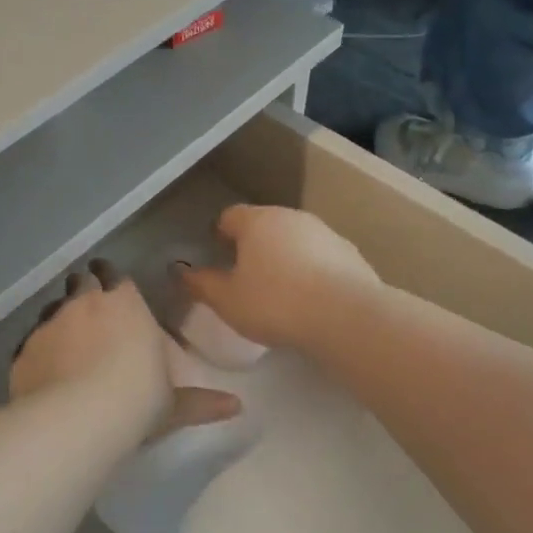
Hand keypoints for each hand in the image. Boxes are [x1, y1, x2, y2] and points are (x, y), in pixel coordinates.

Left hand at [12, 261, 241, 438]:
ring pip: (53, 308)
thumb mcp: (173, 404)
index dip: (112, 281)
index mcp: (124, 303)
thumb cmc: (137, 399)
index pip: (115, 276)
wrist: (78, 418)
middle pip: (81, 282)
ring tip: (67, 343)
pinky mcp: (25, 348)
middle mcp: (84, 302)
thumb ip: (201, 401)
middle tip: (91, 312)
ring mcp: (50, 322)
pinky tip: (45, 370)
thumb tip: (237, 407)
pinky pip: (32, 341)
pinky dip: (40, 349)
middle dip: (85, 291)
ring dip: (61, 319)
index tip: (113, 289)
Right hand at [178, 206, 381, 350]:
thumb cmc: (275, 304)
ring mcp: (325, 232)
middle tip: (246, 276)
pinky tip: (310, 298)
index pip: (230, 216)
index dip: (221, 234)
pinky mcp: (350, 253)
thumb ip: (202, 284)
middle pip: (264, 224)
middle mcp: (291, 217)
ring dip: (285, 257)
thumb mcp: (227, 301)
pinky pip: (320, 257)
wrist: (347, 317)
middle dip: (253, 245)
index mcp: (257, 221)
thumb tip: (182, 272)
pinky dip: (311, 270)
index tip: (218, 255)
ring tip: (280, 290)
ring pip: (295, 239)